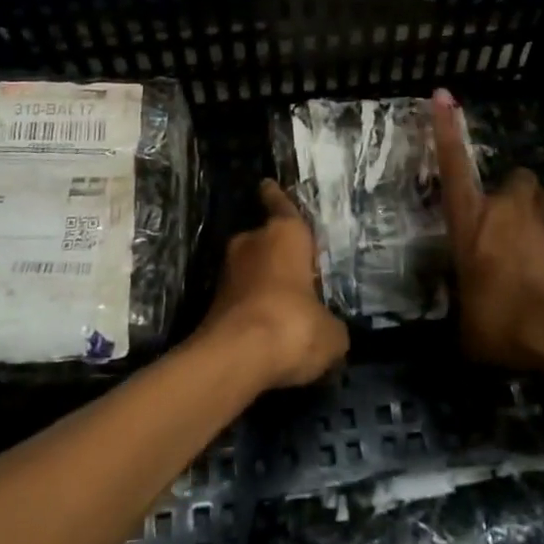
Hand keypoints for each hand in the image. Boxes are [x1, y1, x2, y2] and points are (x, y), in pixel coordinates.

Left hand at [198, 180, 348, 388]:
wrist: (235, 358)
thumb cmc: (293, 325)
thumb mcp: (331, 333)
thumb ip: (331, 324)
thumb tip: (329, 330)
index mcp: (284, 234)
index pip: (281, 205)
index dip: (276, 197)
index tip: (267, 185)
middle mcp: (251, 243)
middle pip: (264, 240)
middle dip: (276, 253)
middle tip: (296, 270)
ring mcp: (227, 272)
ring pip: (250, 270)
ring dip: (263, 283)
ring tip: (285, 305)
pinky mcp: (212, 303)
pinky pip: (240, 299)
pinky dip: (251, 309)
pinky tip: (268, 330)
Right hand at [432, 89, 543, 376]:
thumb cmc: (507, 317)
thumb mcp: (470, 329)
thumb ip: (465, 314)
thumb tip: (465, 328)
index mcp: (471, 220)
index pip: (452, 165)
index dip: (446, 129)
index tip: (443, 94)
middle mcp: (507, 208)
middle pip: (513, 180)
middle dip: (513, 196)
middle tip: (509, 225)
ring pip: (542, 204)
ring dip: (538, 220)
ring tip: (535, 253)